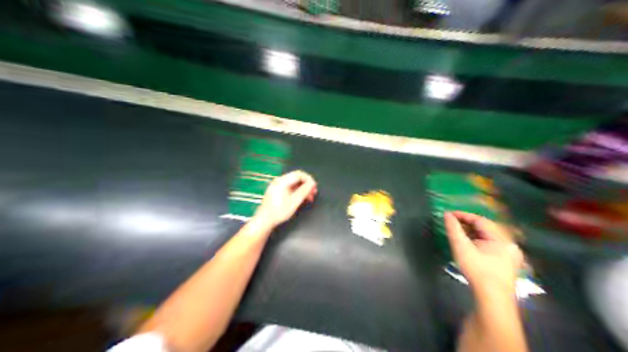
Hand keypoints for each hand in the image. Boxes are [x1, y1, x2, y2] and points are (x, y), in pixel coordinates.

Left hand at [252, 169, 316, 227]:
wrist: (265, 220)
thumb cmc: (279, 211)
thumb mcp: (294, 201)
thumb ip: (304, 191)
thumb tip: (312, 183)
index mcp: (282, 181)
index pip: (299, 174)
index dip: (309, 179)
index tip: (314, 187)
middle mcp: (279, 181)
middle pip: (297, 178)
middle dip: (307, 185)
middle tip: (313, 193)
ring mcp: (277, 186)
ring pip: (294, 183)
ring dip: (303, 189)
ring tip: (309, 198)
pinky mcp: (277, 191)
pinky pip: (290, 188)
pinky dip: (297, 192)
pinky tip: (301, 199)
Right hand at [443, 210, 523, 294]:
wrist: (493, 299)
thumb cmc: (477, 270)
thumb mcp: (461, 248)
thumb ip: (453, 229)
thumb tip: (447, 215)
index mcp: (502, 238)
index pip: (480, 220)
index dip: (463, 215)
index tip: (449, 214)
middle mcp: (510, 243)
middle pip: (486, 228)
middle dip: (468, 224)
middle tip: (452, 223)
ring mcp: (511, 254)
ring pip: (490, 237)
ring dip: (473, 233)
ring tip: (459, 233)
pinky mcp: (508, 263)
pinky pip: (492, 245)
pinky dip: (480, 241)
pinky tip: (470, 245)